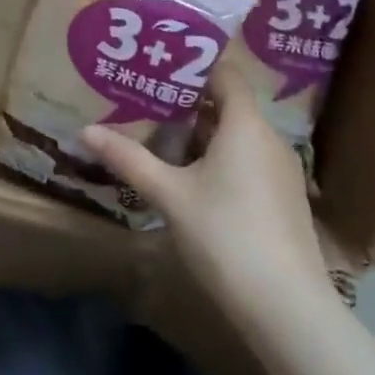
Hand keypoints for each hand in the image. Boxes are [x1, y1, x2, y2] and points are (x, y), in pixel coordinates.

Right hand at [80, 58, 335, 337]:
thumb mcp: (169, 195)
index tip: (160, 63)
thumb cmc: (225, 235)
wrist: (288, 310)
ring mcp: (282, 171)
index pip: (226, 73)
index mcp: (246, 124)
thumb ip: (129, 159)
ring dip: (205, 134)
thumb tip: (86, 131)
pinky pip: (250, 161)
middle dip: (190, 103)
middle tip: (149, 100)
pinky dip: (223, 159)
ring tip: (164, 138)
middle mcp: (270, 138)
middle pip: (230, 105)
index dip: (194, 65)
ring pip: (239, 136)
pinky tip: (195, 180)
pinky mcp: (285, 200)